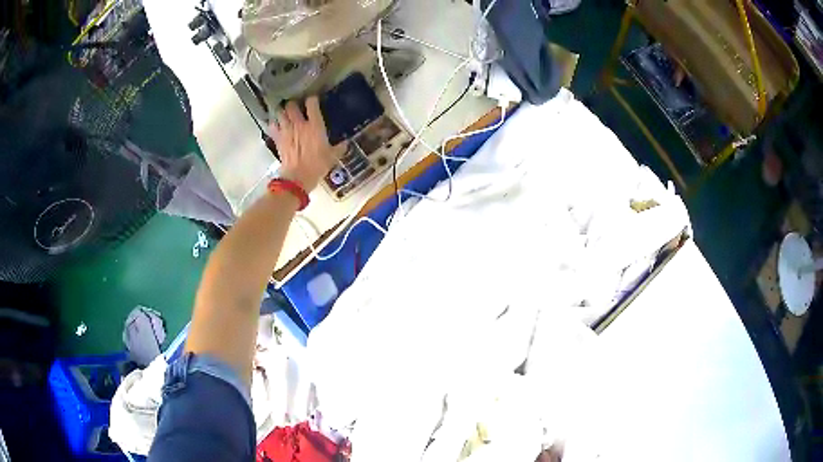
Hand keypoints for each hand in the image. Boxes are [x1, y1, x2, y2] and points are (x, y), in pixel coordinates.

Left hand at [270, 96, 346, 191]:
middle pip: (292, 105)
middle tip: (296, 107)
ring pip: (280, 112)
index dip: (312, 99)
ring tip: (285, 114)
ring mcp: (286, 130)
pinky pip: (272, 126)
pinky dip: (274, 124)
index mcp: (315, 125)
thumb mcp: (332, 157)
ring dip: (282, 112)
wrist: (298, 178)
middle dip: (293, 104)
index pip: (312, 103)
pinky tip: (277, 126)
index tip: (313, 100)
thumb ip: (339, 148)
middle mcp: (299, 124)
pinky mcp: (277, 139)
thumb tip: (345, 144)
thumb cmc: (317, 166)